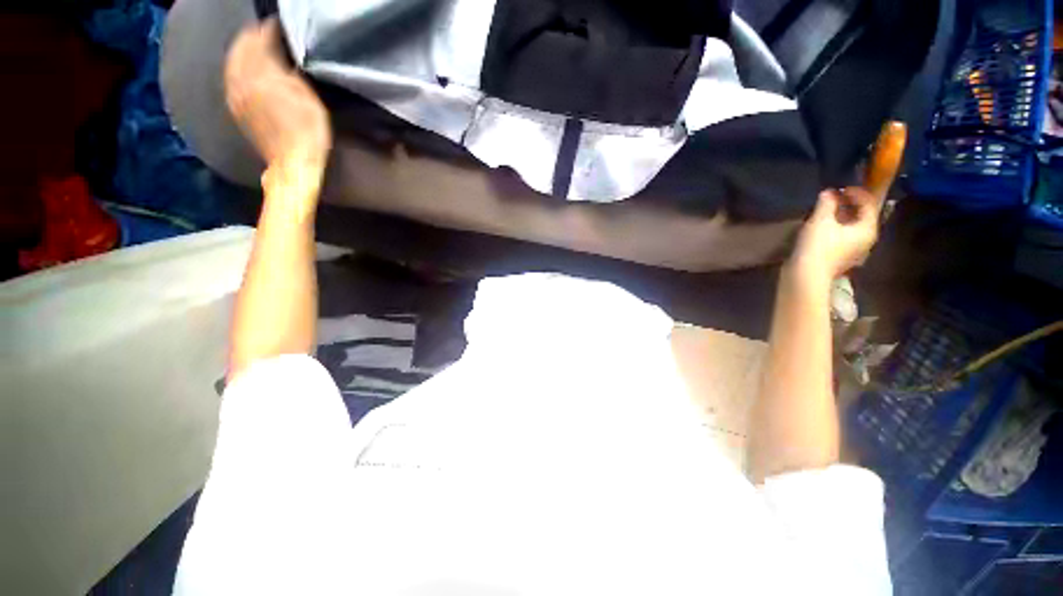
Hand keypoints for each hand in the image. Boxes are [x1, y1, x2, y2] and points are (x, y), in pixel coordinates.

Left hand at [224, 18, 330, 176]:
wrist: (293, 163)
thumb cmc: (309, 133)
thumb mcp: (309, 99)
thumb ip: (291, 73)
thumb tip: (283, 57)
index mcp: (260, 75)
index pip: (260, 41)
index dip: (270, 31)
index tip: (279, 26)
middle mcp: (241, 80)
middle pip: (241, 49)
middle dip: (252, 38)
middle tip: (265, 32)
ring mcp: (235, 96)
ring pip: (233, 63)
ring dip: (243, 52)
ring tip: (254, 47)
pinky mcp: (236, 109)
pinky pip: (231, 79)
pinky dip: (238, 68)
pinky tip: (245, 69)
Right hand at [789, 187, 882, 282]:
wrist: (806, 276)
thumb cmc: (817, 246)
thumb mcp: (821, 220)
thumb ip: (827, 203)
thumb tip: (828, 192)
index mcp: (867, 228)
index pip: (869, 204)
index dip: (857, 192)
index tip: (841, 187)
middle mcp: (866, 239)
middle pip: (862, 216)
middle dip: (849, 204)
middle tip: (833, 197)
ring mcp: (854, 250)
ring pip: (852, 227)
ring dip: (842, 216)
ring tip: (827, 211)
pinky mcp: (841, 257)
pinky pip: (844, 237)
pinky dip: (837, 228)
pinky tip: (823, 227)